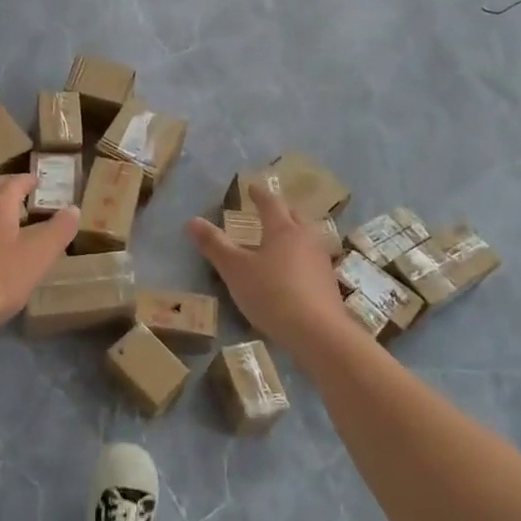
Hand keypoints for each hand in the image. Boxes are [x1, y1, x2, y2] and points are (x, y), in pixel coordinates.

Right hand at [188, 183, 346, 351]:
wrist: (317, 332)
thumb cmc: (271, 293)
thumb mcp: (235, 270)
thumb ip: (214, 245)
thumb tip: (193, 220)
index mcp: (283, 230)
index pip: (271, 203)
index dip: (259, 194)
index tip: (252, 187)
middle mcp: (306, 239)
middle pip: (294, 217)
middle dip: (281, 211)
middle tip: (268, 211)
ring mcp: (321, 262)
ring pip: (306, 239)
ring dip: (293, 235)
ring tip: (280, 241)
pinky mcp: (328, 284)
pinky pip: (311, 261)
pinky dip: (300, 259)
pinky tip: (292, 273)